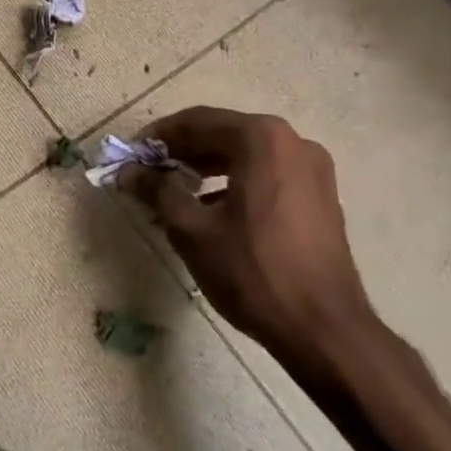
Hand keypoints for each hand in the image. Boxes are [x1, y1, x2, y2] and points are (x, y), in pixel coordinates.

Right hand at [124, 107, 375, 383]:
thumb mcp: (191, 229)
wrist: (323, 328)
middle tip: (148, 173)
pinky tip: (211, 208)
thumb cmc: (251, 271)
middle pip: (223, 133)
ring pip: (245, 154)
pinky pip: (267, 173)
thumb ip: (157, 190)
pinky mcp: (320, 195)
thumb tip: (128, 171)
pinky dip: (235, 181)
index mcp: (261, 139)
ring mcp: (312, 168)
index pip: (196, 122)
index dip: (158, 137)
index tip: (130, 155)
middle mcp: (292, 142)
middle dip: (182, 152)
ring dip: (207, 166)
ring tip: (174, 192)